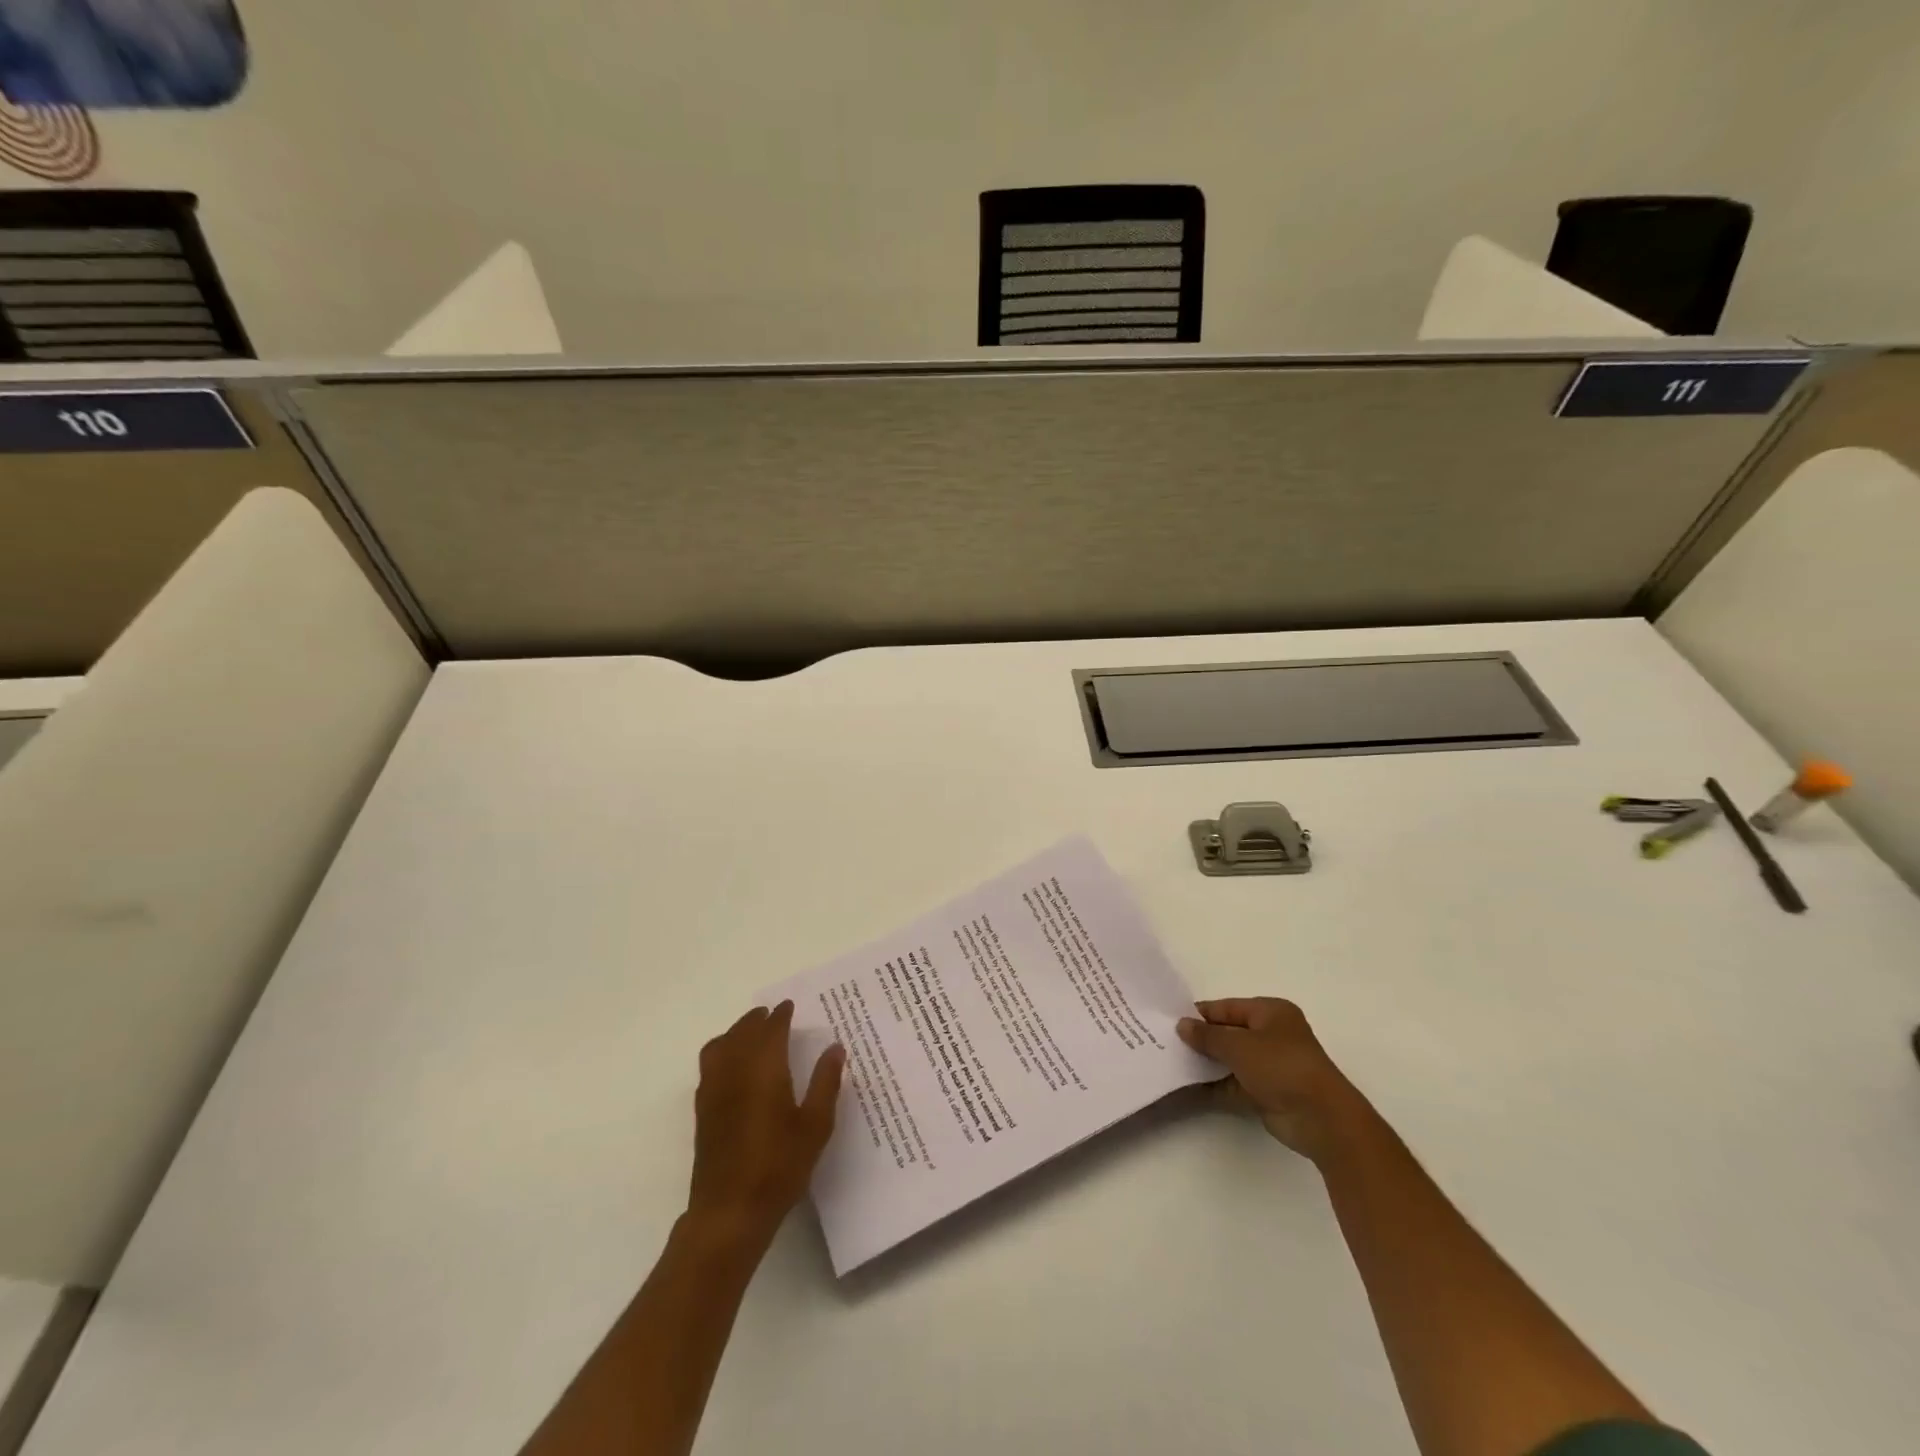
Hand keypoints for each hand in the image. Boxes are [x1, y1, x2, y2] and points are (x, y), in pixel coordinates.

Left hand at [688, 1001, 844, 1243]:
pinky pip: (710, 1063)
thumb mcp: (815, 1126)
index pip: (771, 1029)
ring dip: (737, 1032)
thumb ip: (825, 1082)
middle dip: (758, 1019)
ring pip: (721, 1044)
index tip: (790, 1006)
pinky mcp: (703, 1109)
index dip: (781, 1015)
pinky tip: (734, 1065)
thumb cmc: (779, 1166)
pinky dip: (722, 1050)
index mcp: (764, 1069)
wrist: (729, 1210)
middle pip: (743, 1031)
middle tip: (773, 1015)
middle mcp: (735, 1070)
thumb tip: (834, 1047)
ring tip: (752, 1033)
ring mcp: (713, 1089)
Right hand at [1177, 998, 1369, 1162]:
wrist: (1320, 1118)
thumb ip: (1207, 1035)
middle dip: (1202, 1039)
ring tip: (1173, 1062)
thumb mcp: (1238, 1045)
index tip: (1171, 1020)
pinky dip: (1216, 1084)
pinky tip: (1189, 1086)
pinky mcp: (1267, 1092)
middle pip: (1229, 1032)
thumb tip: (1182, 1025)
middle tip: (1168, 1041)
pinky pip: (1234, 1083)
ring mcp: (1271, 1065)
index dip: (1201, 1014)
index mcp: (1271, 1012)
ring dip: (1207, 1062)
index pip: (1228, 1007)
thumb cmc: (1281, 1066)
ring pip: (1231, 1059)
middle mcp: (1272, 1035)